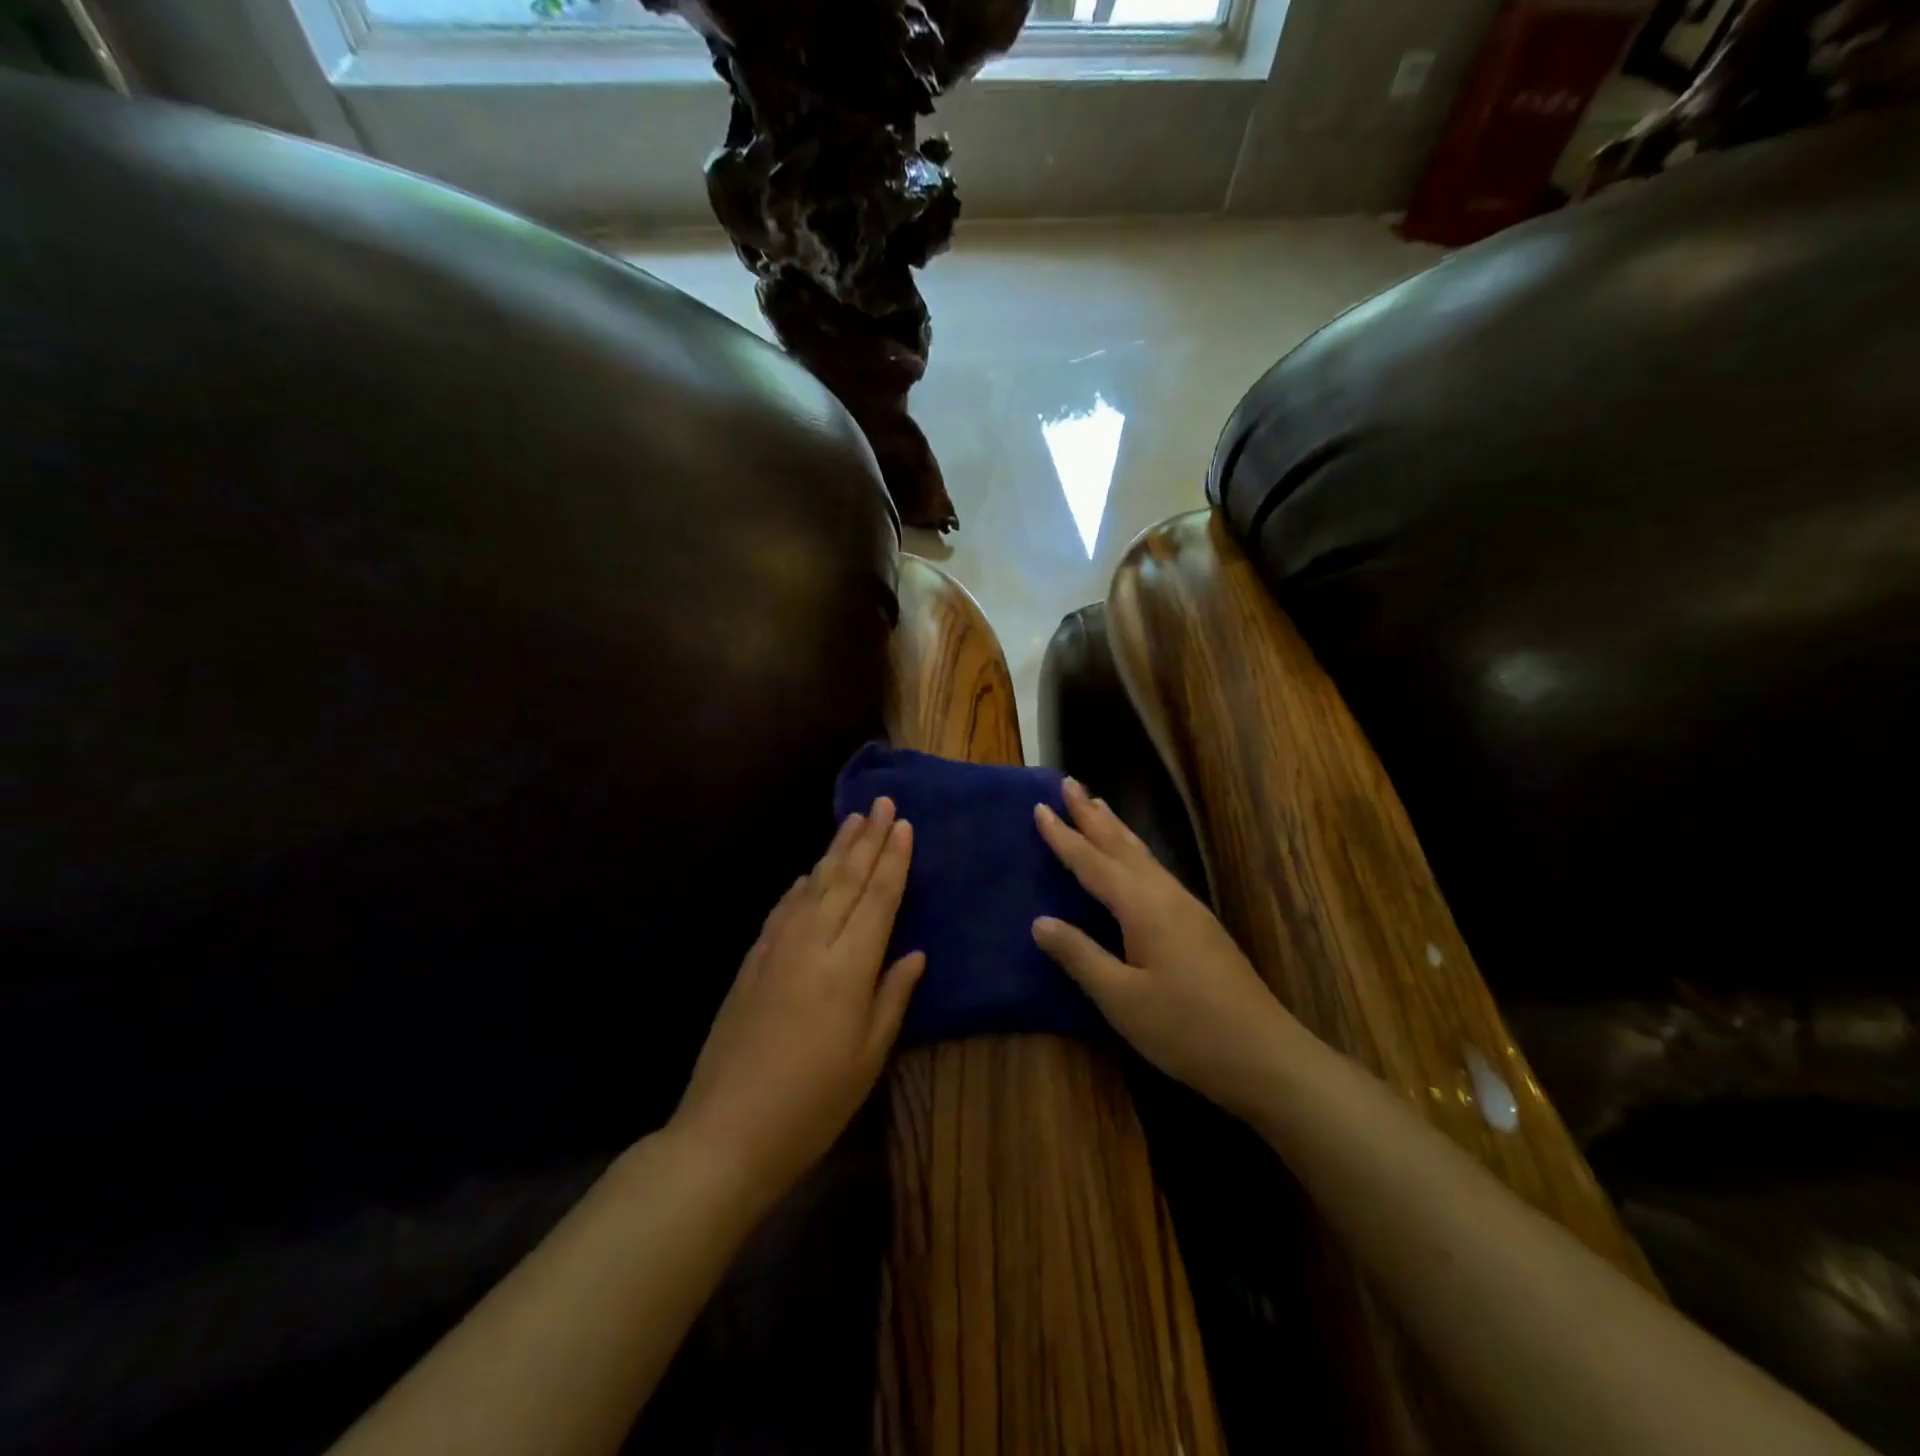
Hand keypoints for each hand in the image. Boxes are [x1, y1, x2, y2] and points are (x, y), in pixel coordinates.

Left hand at [673, 797, 923, 1202]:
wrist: (727, 1131)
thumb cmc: (813, 1102)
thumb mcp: (868, 1056)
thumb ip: (892, 996)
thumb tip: (914, 952)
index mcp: (848, 966)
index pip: (878, 898)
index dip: (894, 860)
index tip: (905, 826)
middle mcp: (813, 943)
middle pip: (846, 880)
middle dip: (868, 839)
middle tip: (883, 803)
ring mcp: (777, 948)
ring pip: (813, 885)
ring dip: (836, 851)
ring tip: (853, 820)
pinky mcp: (753, 961)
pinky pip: (784, 908)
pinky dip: (801, 884)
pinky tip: (809, 873)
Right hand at [1032, 778, 1297, 1118]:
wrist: (1264, 1054)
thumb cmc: (1185, 1028)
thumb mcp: (1121, 999)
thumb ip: (1080, 955)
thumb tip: (1039, 921)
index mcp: (1142, 906)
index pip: (1092, 862)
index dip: (1063, 836)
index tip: (1040, 806)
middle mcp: (1165, 895)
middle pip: (1121, 845)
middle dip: (1092, 814)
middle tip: (1068, 782)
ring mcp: (1187, 907)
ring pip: (1143, 855)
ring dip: (1116, 828)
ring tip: (1098, 804)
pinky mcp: (1199, 924)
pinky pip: (1155, 870)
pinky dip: (1134, 852)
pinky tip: (1135, 860)